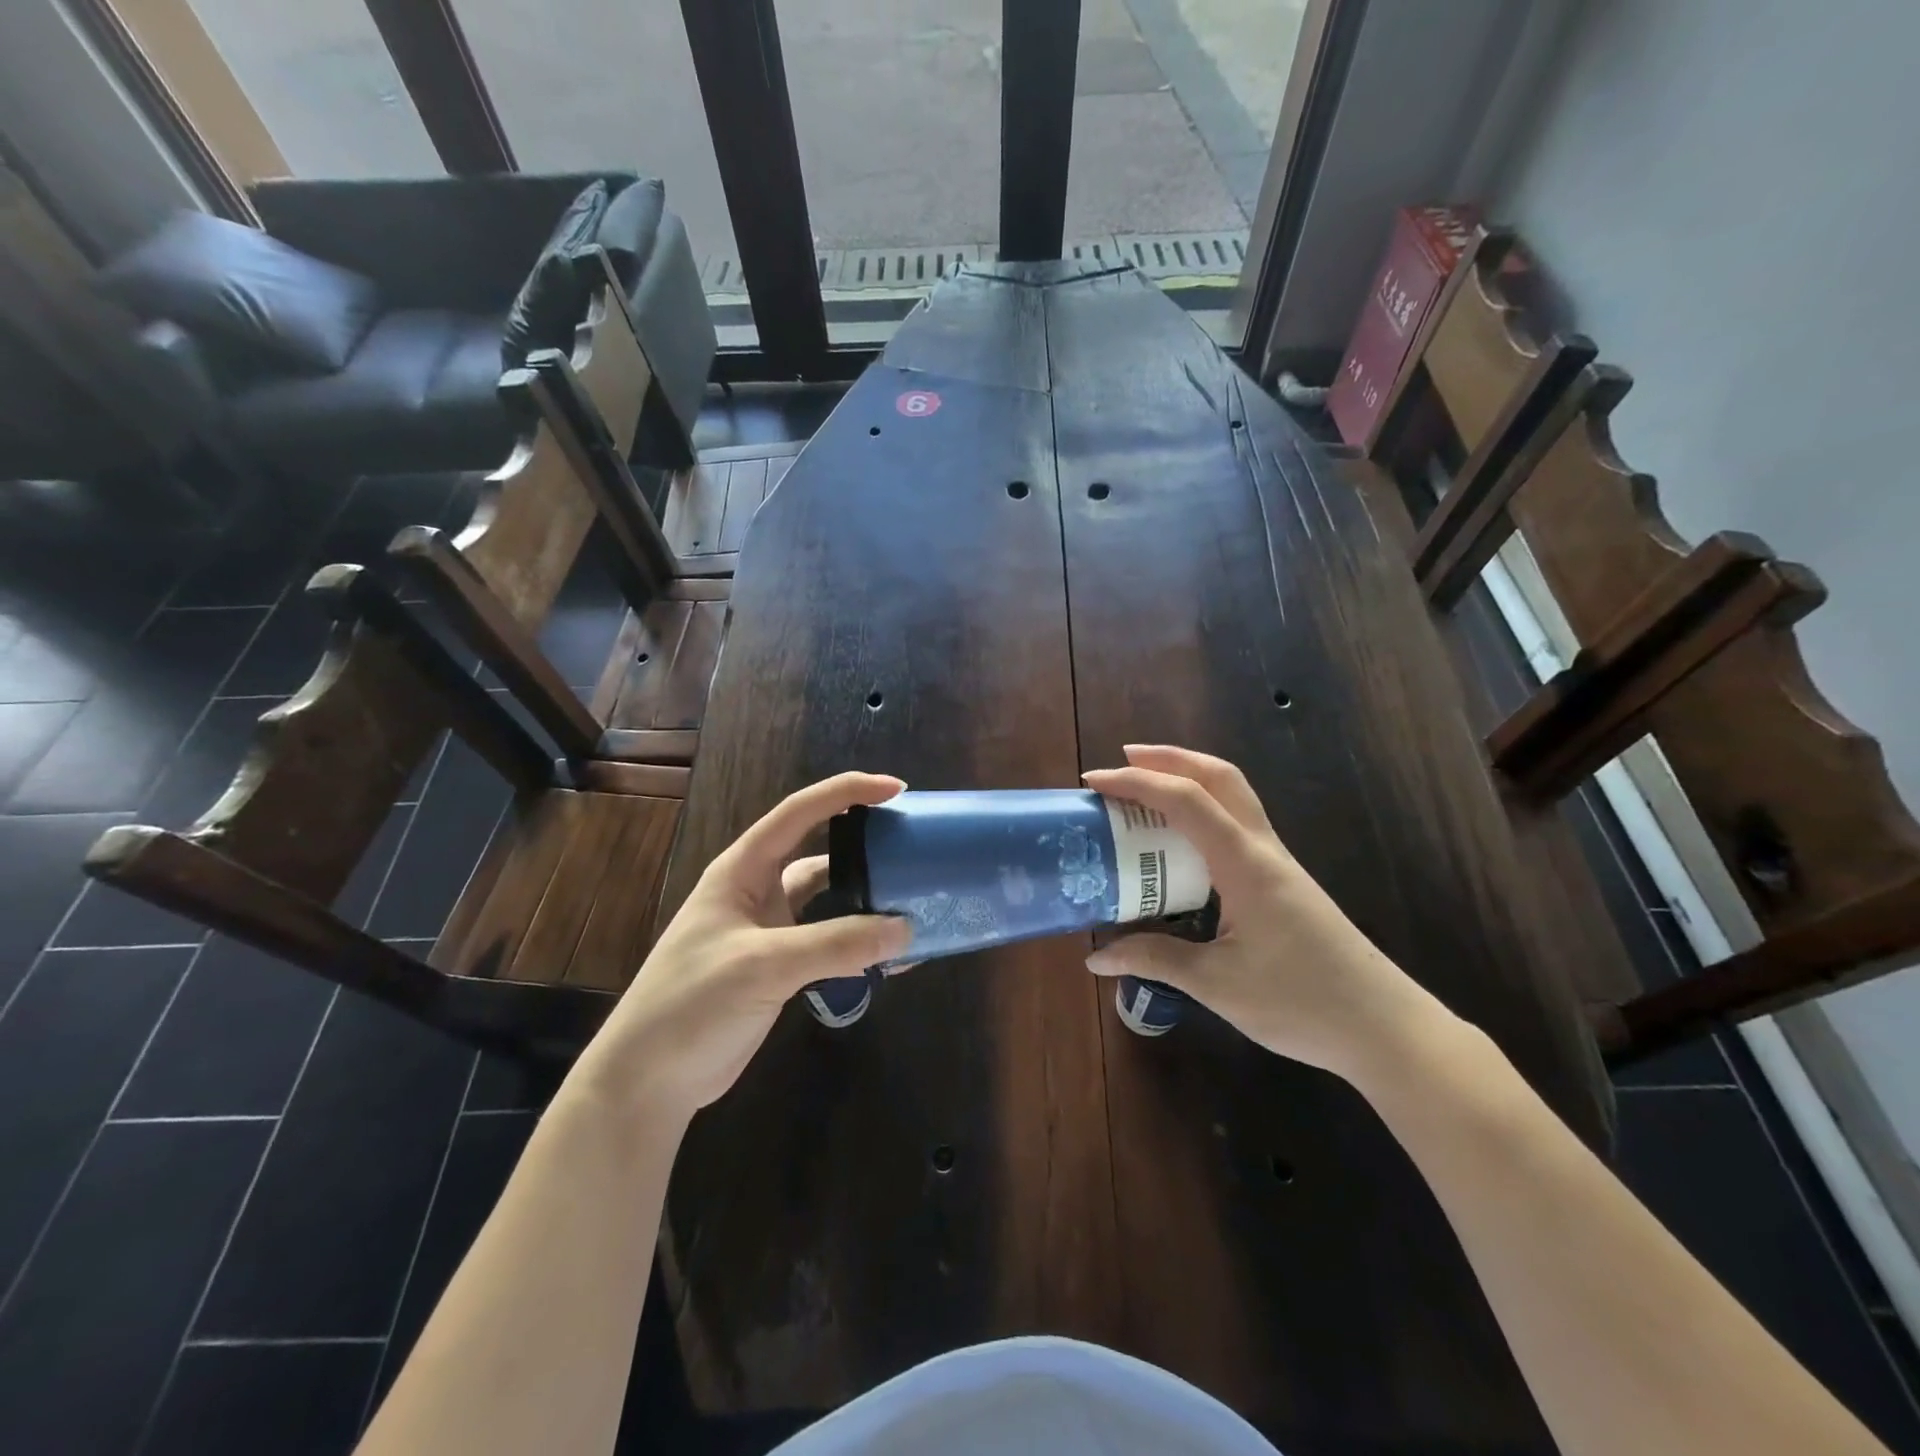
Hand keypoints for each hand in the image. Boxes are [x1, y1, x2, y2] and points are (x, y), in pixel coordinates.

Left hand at [578, 772, 911, 1121]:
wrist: (647, 1080)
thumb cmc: (691, 1003)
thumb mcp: (764, 965)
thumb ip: (836, 944)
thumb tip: (907, 929)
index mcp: (743, 869)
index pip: (799, 812)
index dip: (847, 792)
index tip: (897, 788)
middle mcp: (758, 891)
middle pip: (820, 851)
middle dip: (864, 842)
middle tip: (913, 842)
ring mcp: (770, 930)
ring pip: (829, 899)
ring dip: (867, 897)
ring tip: (914, 895)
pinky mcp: (781, 968)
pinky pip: (831, 942)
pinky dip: (861, 942)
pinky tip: (893, 951)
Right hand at [1083, 745, 1441, 1077]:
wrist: (1383, 1028)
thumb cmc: (1300, 1002)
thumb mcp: (1217, 983)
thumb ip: (1155, 959)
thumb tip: (1096, 957)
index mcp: (1244, 864)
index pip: (1186, 800)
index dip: (1137, 782)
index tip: (1093, 782)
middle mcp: (1262, 849)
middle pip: (1220, 776)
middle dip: (1170, 757)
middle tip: (1124, 757)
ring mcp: (1277, 862)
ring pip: (1234, 794)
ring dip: (1190, 776)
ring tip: (1147, 785)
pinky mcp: (1282, 880)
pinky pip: (1237, 823)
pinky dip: (1204, 808)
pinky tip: (1181, 838)